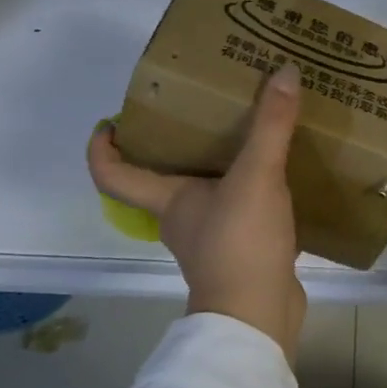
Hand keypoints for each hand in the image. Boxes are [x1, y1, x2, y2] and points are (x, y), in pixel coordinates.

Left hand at [88, 63, 306, 363]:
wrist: (259, 316)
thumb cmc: (239, 244)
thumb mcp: (256, 176)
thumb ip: (270, 126)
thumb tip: (284, 71)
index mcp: (168, 200)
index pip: (113, 173)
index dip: (102, 147)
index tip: (110, 121)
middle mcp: (182, 220)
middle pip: (162, 179)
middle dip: (175, 146)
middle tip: (201, 111)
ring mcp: (212, 241)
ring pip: (207, 196)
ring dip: (220, 171)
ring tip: (250, 137)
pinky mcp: (243, 255)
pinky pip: (242, 215)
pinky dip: (254, 197)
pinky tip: (283, 180)